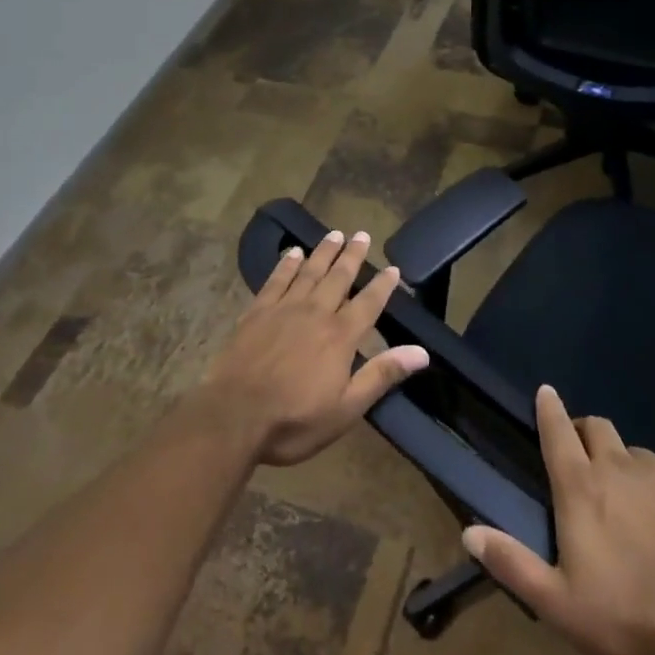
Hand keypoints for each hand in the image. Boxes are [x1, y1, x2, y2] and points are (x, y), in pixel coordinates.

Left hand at [199, 229, 429, 466]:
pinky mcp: (257, 312)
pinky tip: (293, 253)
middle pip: (339, 277)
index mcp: (340, 336)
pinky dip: (287, 265)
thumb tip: (421, 352)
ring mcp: (284, 309)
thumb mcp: (346, 409)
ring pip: (309, 272)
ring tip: (335, 234)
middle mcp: (315, 313)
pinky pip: (276, 280)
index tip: (393, 268)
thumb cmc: (294, 420)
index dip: (383, 285)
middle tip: (362, 234)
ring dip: (324, 252)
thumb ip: (382, 375)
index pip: (368, 303)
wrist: (233, 417)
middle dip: (353, 256)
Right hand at [462, 385, 654, 654]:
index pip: (558, 431)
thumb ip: (513, 563)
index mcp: (581, 487)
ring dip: (625, 467)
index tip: (545, 392)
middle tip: (584, 462)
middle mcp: (618, 465)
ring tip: (631, 506)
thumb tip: (469, 533)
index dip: (548, 408)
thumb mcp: (560, 604)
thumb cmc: (629, 615)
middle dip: (585, 433)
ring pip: (635, 453)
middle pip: (596, 427)